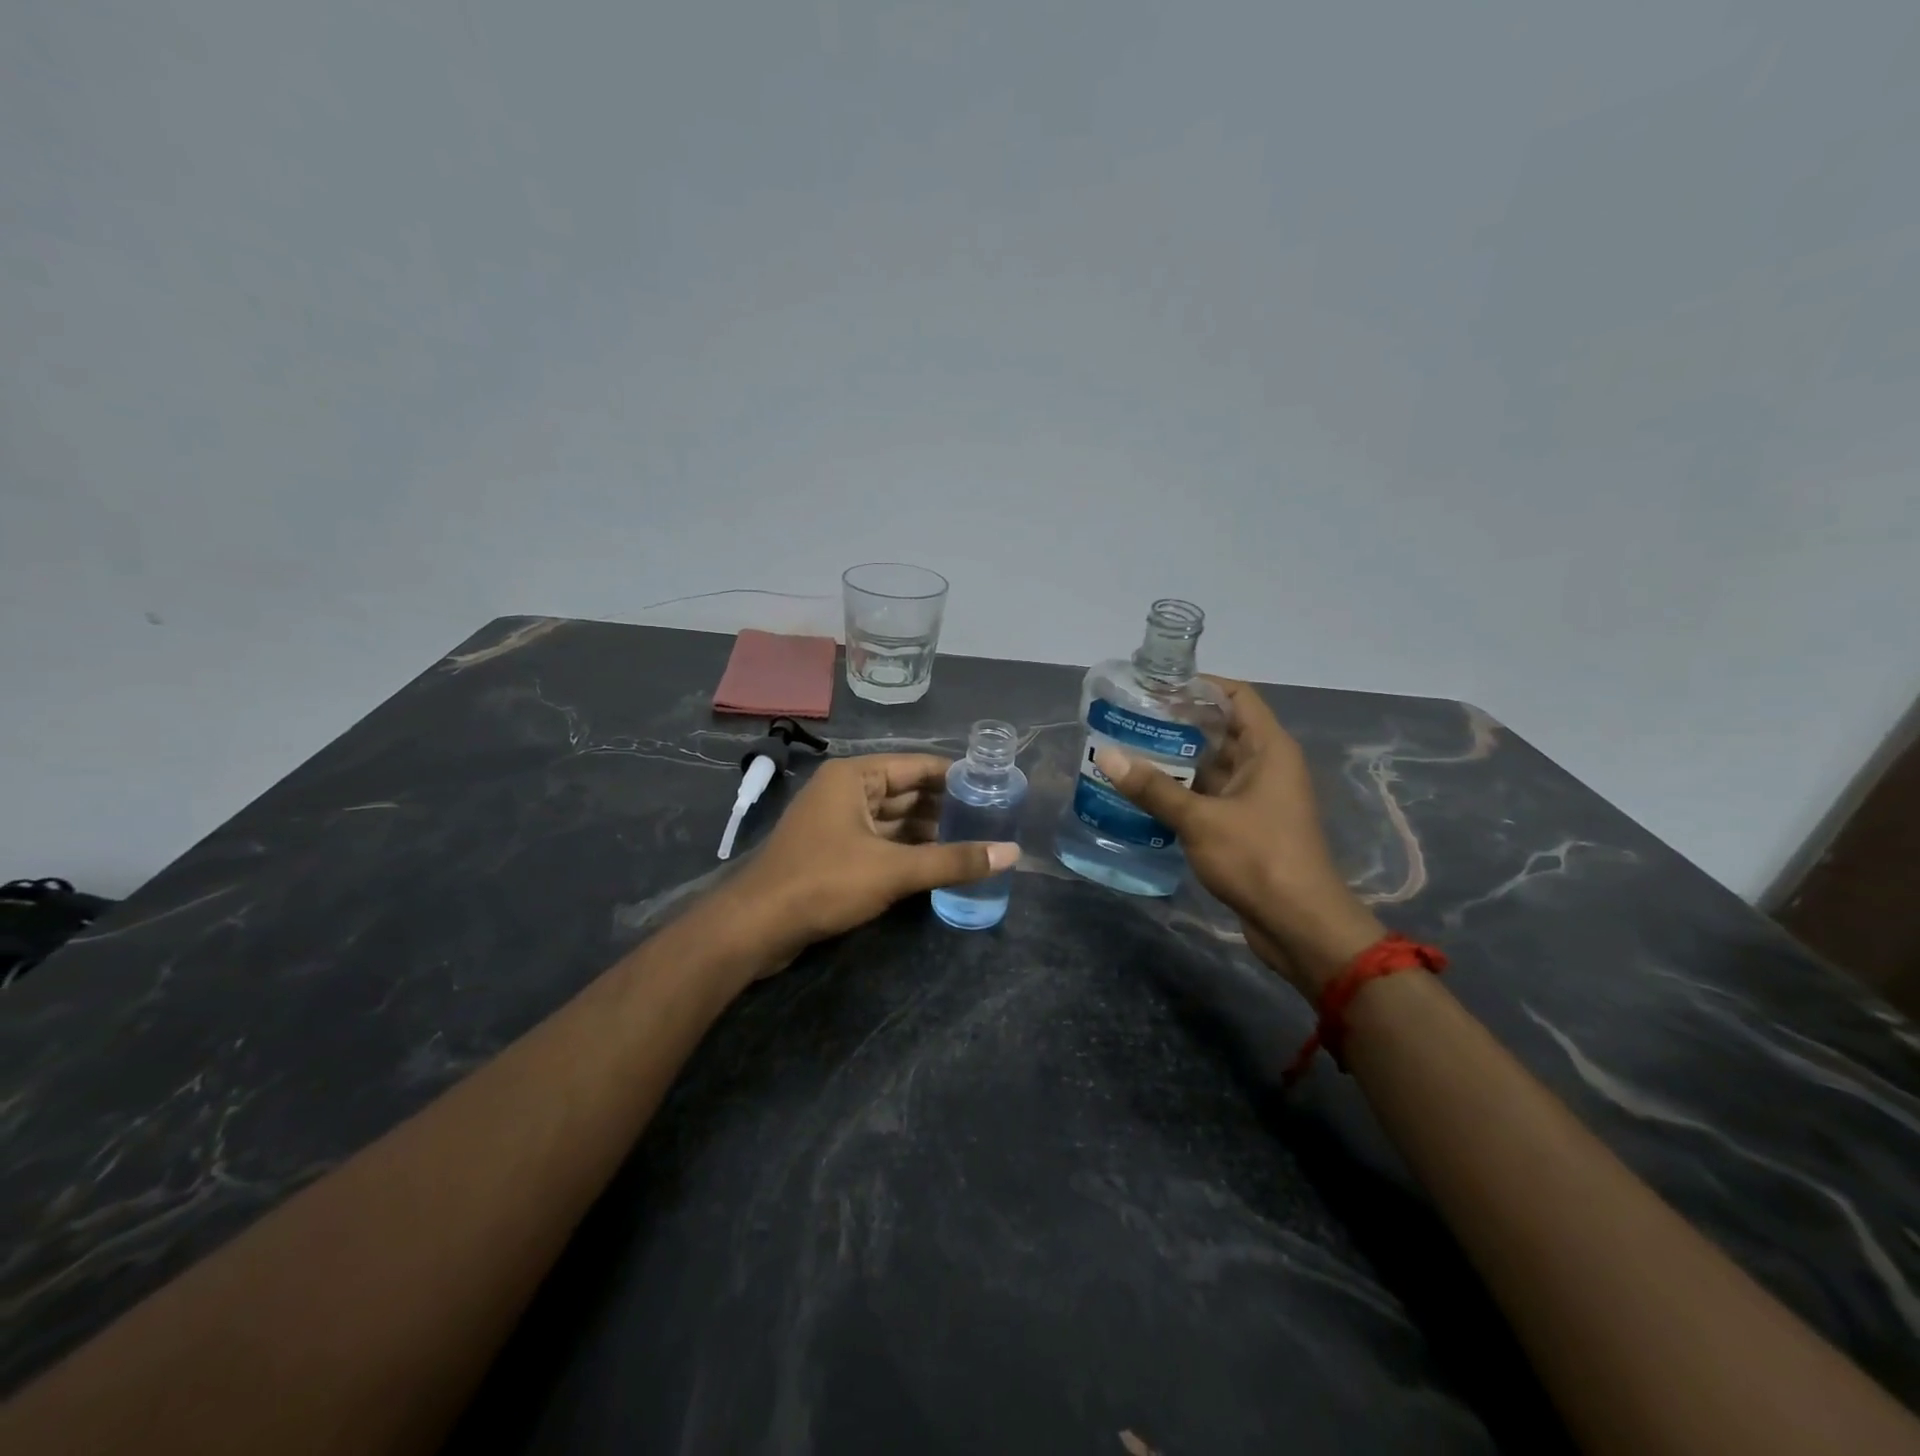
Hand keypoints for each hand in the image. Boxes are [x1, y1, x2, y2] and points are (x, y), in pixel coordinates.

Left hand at [724, 754, 1020, 972]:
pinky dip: (906, 850)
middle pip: (905, 792)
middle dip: (944, 807)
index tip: (993, 787)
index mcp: (854, 777)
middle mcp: (844, 791)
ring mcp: (835, 822)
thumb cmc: (824, 882)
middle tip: (990, 819)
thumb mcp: (894, 870)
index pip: (917, 766)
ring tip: (973, 841)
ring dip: (927, 831)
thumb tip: (1012, 853)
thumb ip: (953, 861)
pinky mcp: (831, 852)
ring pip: (892, 820)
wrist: (756, 926)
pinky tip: (936, 864)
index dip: (955, 776)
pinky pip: (879, 841)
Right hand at [1092, 679, 1381, 997]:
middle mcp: (1265, 766)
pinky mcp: (1245, 827)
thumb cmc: (1259, 859)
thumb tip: (1107, 756)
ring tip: (1127, 752)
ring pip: (1211, 766)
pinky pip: (1209, 796)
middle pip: (1219, 730)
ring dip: (1175, 761)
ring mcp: (1255, 798)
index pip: (1236, 697)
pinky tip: (1143, 794)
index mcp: (1268, 749)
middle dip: (1176, 724)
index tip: (1156, 686)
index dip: (1199, 686)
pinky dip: (1181, 792)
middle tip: (1128, 720)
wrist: (1299, 925)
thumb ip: (1153, 788)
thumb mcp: (1201, 819)